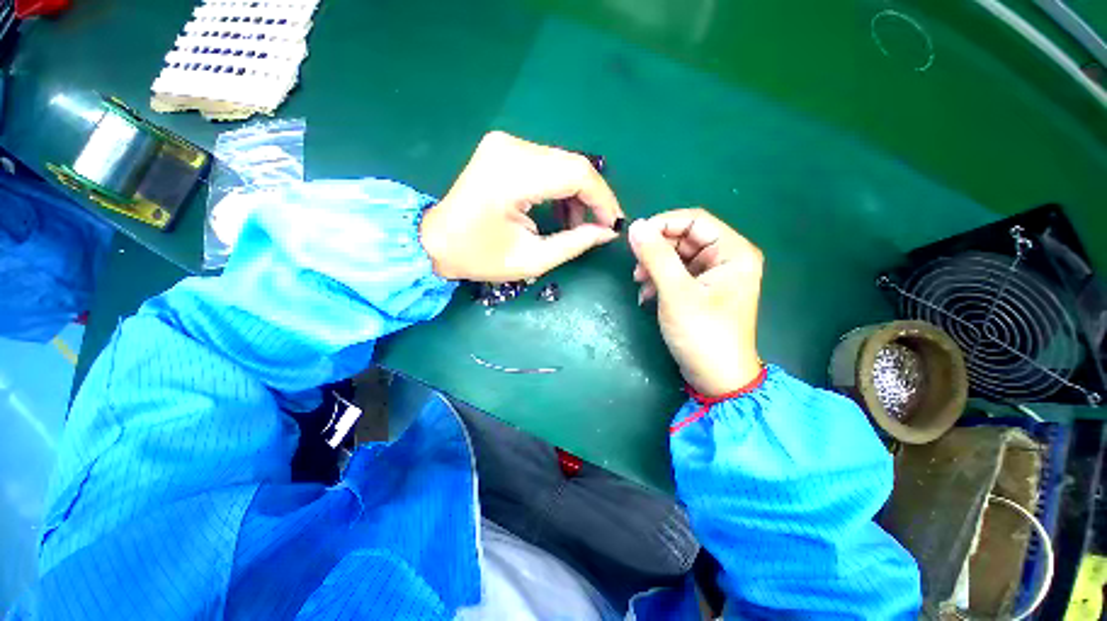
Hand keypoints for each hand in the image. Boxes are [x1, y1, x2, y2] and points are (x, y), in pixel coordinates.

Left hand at [420, 132, 622, 281]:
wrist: (435, 242)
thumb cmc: (479, 257)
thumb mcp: (532, 260)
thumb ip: (574, 243)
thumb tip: (608, 232)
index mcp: (513, 175)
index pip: (577, 174)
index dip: (603, 200)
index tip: (613, 225)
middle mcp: (511, 147)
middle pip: (573, 165)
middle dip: (593, 199)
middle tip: (599, 228)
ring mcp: (506, 144)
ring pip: (563, 164)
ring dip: (577, 195)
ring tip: (577, 226)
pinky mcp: (504, 150)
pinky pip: (548, 164)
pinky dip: (561, 188)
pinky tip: (562, 213)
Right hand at [629, 209, 763, 396]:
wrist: (716, 378)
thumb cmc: (702, 334)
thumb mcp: (676, 293)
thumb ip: (656, 257)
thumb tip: (635, 226)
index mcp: (733, 252)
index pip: (695, 220)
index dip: (663, 224)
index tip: (635, 237)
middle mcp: (726, 258)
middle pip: (685, 238)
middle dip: (657, 251)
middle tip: (636, 268)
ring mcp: (714, 275)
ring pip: (677, 256)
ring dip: (654, 267)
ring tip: (640, 285)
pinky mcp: (702, 290)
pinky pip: (676, 274)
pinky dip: (659, 281)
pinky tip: (647, 296)